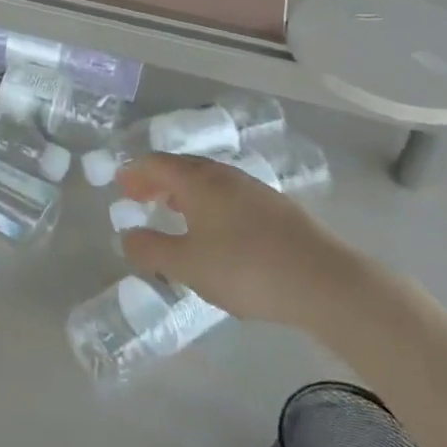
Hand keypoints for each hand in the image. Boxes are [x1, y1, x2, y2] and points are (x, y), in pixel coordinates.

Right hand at [117, 153, 374, 333]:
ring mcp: (255, 190)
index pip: (157, 164)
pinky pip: (230, 196)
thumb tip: (127, 236)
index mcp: (199, 182)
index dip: (135, 173)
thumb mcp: (187, 265)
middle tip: (141, 199)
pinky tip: (216, 231)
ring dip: (184, 192)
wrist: (325, 282)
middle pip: (183, 167)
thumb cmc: (246, 269)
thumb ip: (150, 250)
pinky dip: (209, 203)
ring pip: (209, 181)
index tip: (121, 189)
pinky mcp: (278, 209)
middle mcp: (225, 176)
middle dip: (157, 181)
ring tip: (174, 213)